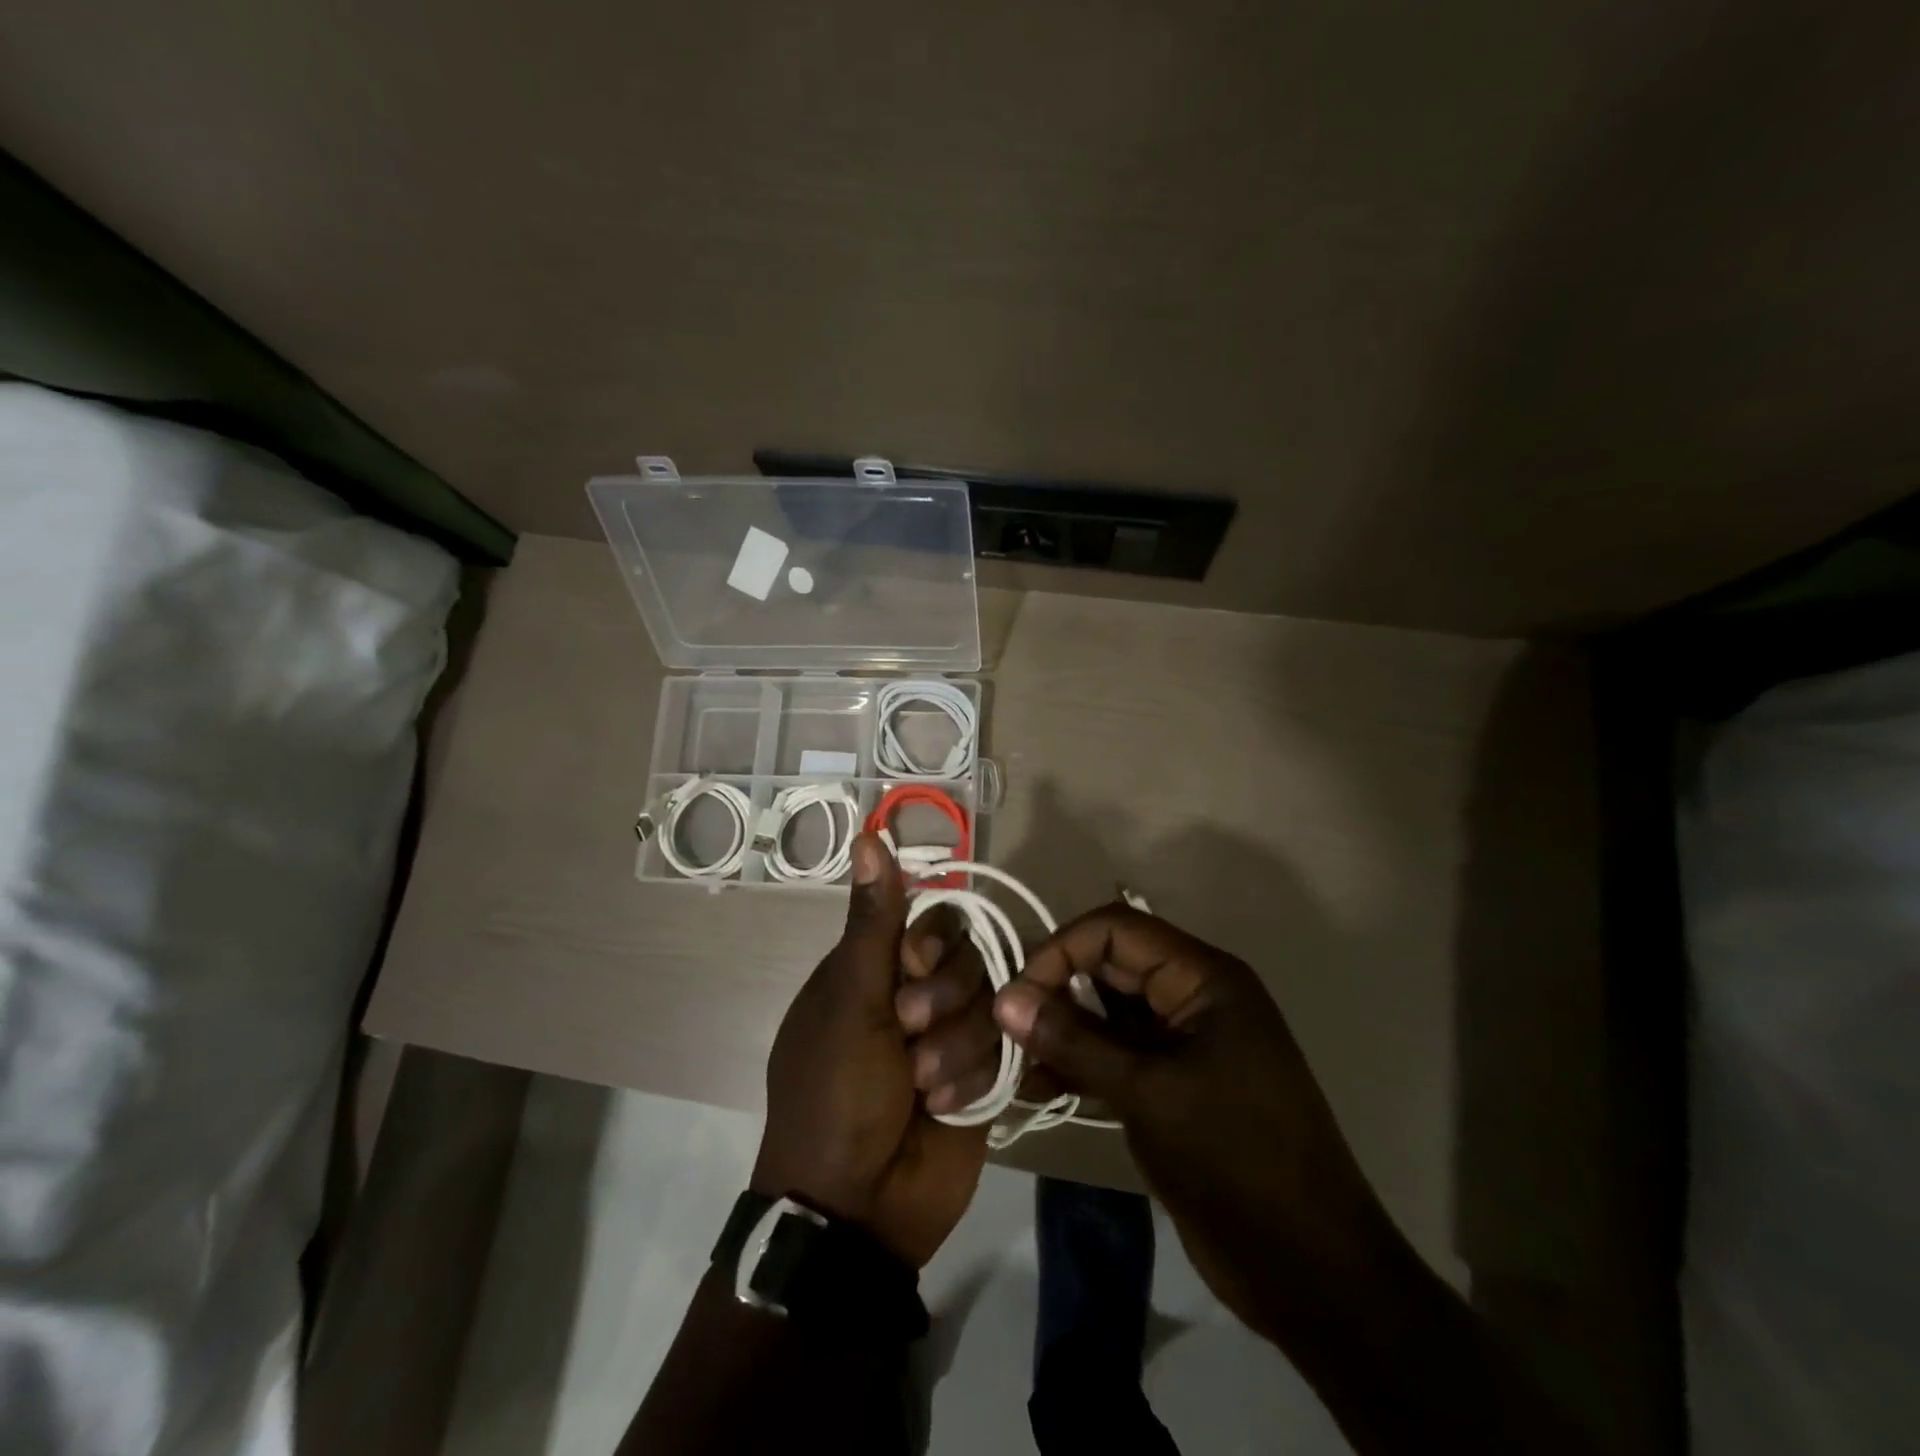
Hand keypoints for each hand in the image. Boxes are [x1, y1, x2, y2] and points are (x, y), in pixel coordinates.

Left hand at [751, 833, 987, 1267]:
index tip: (913, 966)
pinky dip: (976, 1078)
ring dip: (957, 1047)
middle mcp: (917, 992)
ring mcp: (953, 1034)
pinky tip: (946, 1109)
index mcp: (875, 968)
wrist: (857, 1209)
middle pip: (969, 956)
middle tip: (908, 1037)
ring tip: (923, 1088)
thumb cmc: (835, 1094)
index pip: (931, 919)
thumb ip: (874, 923)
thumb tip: (868, 833)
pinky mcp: (985, 1074)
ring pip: (993, 1001)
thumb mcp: (850, 1004)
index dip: (933, 941)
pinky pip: (1007, 1048)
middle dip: (943, 1001)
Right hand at [993, 905, 1392, 1338]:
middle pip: (1109, 967)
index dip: (1062, 950)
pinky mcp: (1172, 1083)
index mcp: (1203, 978)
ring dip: (1061, 1032)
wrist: (1311, 1270)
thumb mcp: (1148, 1093)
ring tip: (1014, 1063)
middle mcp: (1192, 996)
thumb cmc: (1236, 1160)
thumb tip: (1005, 999)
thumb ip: (1075, 1041)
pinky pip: (1115, 1055)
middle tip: (1005, 1028)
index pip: (1117, 930)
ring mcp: (1183, 1042)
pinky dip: (1078, 1065)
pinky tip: (1037, 1088)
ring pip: (1107, 1014)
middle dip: (1055, 990)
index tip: (1017, 994)